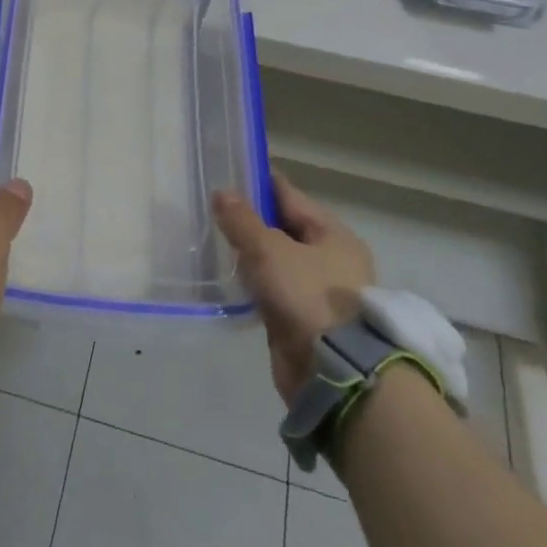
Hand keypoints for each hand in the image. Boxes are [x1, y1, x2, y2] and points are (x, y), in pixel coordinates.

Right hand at [213, 169, 375, 404]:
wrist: (335, 375)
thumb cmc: (309, 297)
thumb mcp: (269, 250)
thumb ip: (242, 220)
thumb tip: (221, 192)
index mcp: (332, 233)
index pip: (289, 195)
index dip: (258, 182)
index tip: (227, 171)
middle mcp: (330, 258)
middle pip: (283, 227)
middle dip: (250, 219)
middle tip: (212, 207)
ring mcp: (318, 291)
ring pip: (276, 260)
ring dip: (250, 253)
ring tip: (213, 238)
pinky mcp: (303, 320)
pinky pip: (273, 290)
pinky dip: (254, 282)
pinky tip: (228, 277)